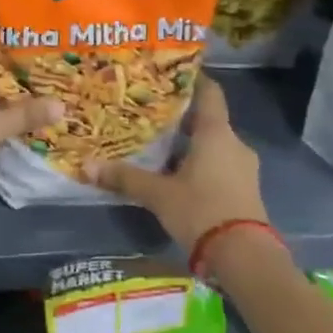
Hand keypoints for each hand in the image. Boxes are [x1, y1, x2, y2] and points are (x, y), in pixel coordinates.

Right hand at [84, 77, 266, 253]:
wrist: (245, 258)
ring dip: (190, 144)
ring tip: (159, 146)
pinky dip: (201, 165)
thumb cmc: (201, 211)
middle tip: (151, 114)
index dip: (192, 80)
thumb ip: (125, 177)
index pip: (209, 92)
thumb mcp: (158, 194)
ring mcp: (244, 168)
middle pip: (208, 120)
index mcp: (216, 133)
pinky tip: (178, 175)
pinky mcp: (245, 190)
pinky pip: (220, 166)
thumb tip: (88, 165)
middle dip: (182, 117)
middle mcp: (234, 143)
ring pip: (214, 145)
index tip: (169, 74)